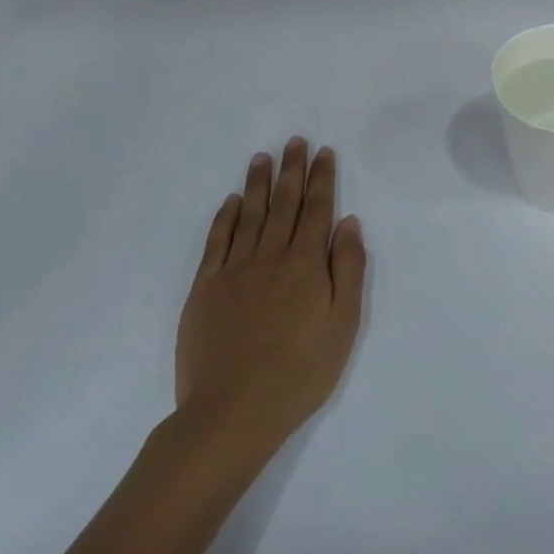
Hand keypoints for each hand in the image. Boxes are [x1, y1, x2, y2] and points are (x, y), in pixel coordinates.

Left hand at [173, 139, 366, 458]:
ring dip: (258, 184)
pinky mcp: (205, 288)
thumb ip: (348, 269)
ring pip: (250, 215)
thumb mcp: (343, 324)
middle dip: (292, 170)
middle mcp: (270, 256)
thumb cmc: (300, 372)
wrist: (232, 412)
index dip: (322, 179)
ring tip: (263, 157)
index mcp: (306, 264)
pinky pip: (217, 241)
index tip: (324, 152)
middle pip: (284, 204)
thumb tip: (348, 222)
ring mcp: (234, 270)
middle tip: (295, 141)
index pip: (317, 210)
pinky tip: (231, 201)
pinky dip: (225, 217)